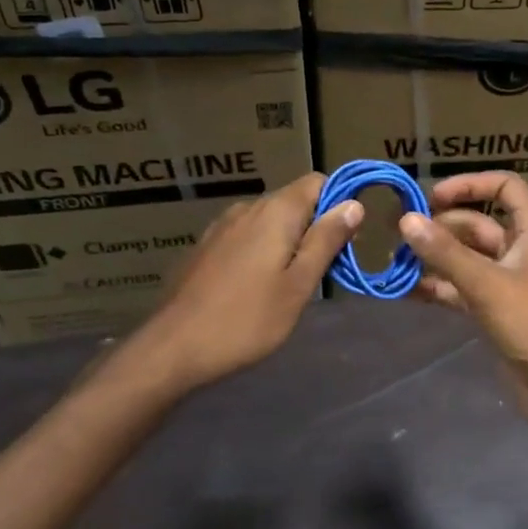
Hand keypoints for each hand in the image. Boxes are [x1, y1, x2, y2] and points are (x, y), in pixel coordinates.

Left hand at [102, 173, 361, 397]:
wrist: (173, 347)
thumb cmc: (247, 319)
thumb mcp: (299, 284)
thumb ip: (326, 240)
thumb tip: (354, 204)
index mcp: (275, 211)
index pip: (318, 181)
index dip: (339, 203)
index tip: (347, 239)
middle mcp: (247, 208)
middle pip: (294, 200)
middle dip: (315, 226)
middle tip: (324, 270)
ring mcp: (221, 226)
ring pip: (269, 220)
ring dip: (288, 240)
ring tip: (291, 282)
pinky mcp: (205, 247)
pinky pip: (246, 236)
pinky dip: (262, 250)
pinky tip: (256, 286)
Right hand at [399, 171, 527, 439]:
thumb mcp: (487, 284)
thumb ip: (445, 252)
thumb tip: (406, 220)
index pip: (505, 187)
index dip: (469, 184)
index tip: (431, 198)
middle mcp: (523, 249)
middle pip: (478, 224)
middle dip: (441, 227)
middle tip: (398, 234)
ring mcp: (510, 281)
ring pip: (467, 258)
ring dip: (435, 258)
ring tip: (395, 262)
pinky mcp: (498, 311)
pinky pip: (464, 288)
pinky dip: (440, 287)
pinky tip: (407, 291)